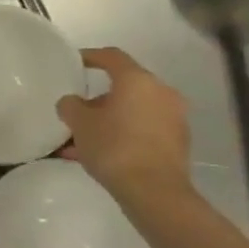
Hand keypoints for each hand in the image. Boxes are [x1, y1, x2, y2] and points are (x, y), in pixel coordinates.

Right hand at [56, 47, 191, 201]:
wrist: (154, 191)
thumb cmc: (114, 147)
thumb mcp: (79, 124)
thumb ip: (70, 106)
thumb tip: (72, 102)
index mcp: (137, 80)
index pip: (112, 57)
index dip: (91, 56)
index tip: (75, 61)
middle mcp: (161, 92)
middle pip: (125, 87)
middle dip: (98, 98)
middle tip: (78, 112)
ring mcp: (173, 117)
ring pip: (133, 111)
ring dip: (110, 120)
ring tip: (84, 140)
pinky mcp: (177, 141)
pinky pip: (143, 129)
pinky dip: (124, 134)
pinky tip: (102, 154)